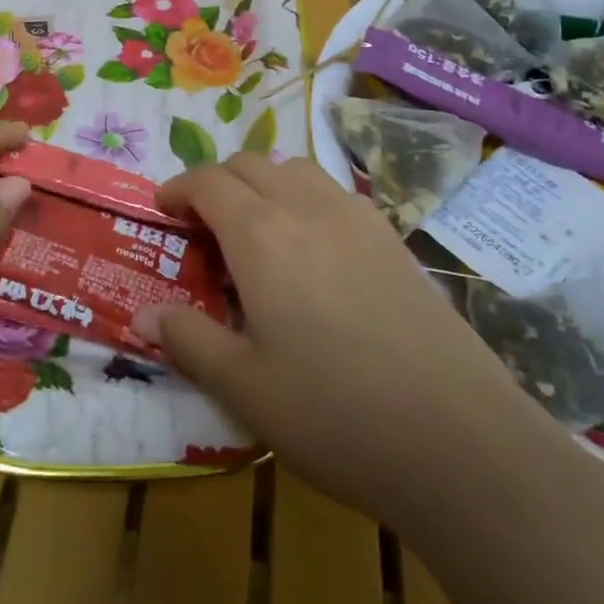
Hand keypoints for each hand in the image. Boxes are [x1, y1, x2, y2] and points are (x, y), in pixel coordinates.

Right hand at [136, 155, 565, 524]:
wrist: (461, 439)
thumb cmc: (335, 414)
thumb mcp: (244, 387)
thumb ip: (188, 340)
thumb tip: (142, 314)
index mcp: (261, 234)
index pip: (208, 182)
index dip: (178, 188)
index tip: (162, 210)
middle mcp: (306, 208)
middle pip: (250, 164)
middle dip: (216, 182)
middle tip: (202, 227)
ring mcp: (357, 218)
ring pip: (296, 168)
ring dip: (262, 183)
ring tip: (255, 230)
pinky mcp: (393, 239)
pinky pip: (334, 192)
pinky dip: (304, 197)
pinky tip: (312, 251)